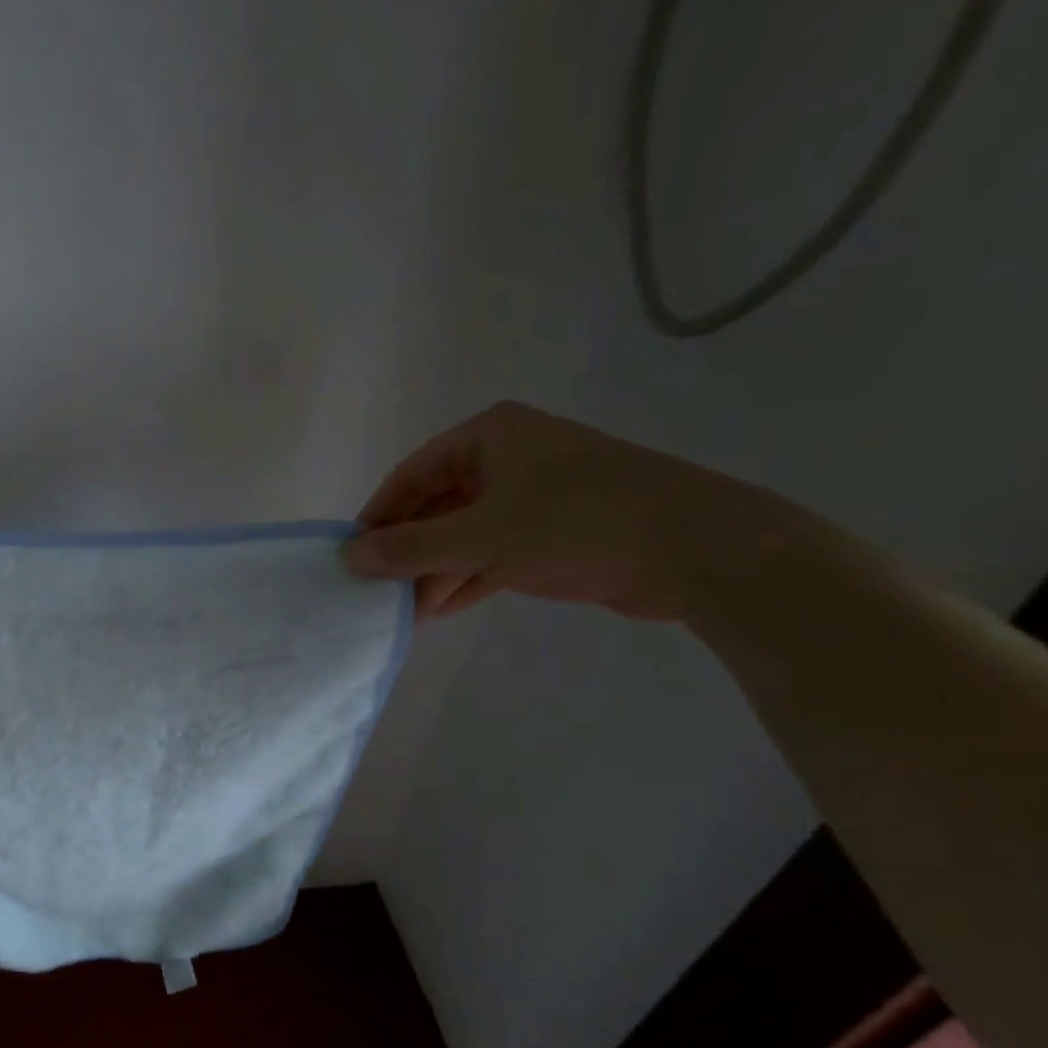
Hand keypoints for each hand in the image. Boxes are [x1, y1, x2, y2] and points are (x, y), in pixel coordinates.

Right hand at [344, 401, 773, 621]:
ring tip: (401, 611)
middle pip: (436, 504)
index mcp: (490, 437)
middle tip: (375, 590)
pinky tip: (437, 610)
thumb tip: (350, 557)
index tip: (352, 555)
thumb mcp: (482, 536)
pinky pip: (491, 552)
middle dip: (406, 549)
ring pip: (464, 532)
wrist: (697, 550)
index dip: (378, 515)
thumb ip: (411, 547)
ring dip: (433, 570)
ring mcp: (533, 496)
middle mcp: (508, 458)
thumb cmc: (578, 524)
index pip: (412, 473)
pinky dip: (465, 578)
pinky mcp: (554, 532)